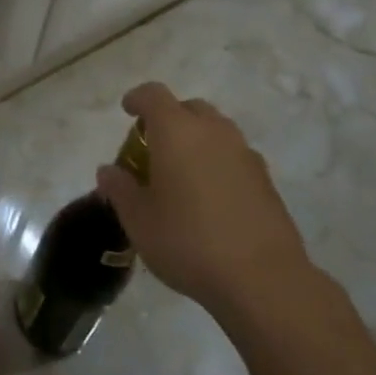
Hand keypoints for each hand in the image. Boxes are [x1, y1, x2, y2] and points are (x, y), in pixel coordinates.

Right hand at [97, 82, 316, 316]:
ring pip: (216, 131)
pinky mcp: (266, 181)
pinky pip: (235, 157)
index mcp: (176, 131)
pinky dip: (219, 164)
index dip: (138, 99)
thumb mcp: (138, 220)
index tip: (128, 111)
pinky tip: (212, 198)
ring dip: (198, 141)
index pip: (153, 95)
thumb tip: (109, 171)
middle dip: (170, 119)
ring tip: (183, 174)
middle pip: (189, 108)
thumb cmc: (188, 241)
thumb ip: (120, 190)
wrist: (263, 279)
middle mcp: (213, 131)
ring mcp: (245, 154)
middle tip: (155, 147)